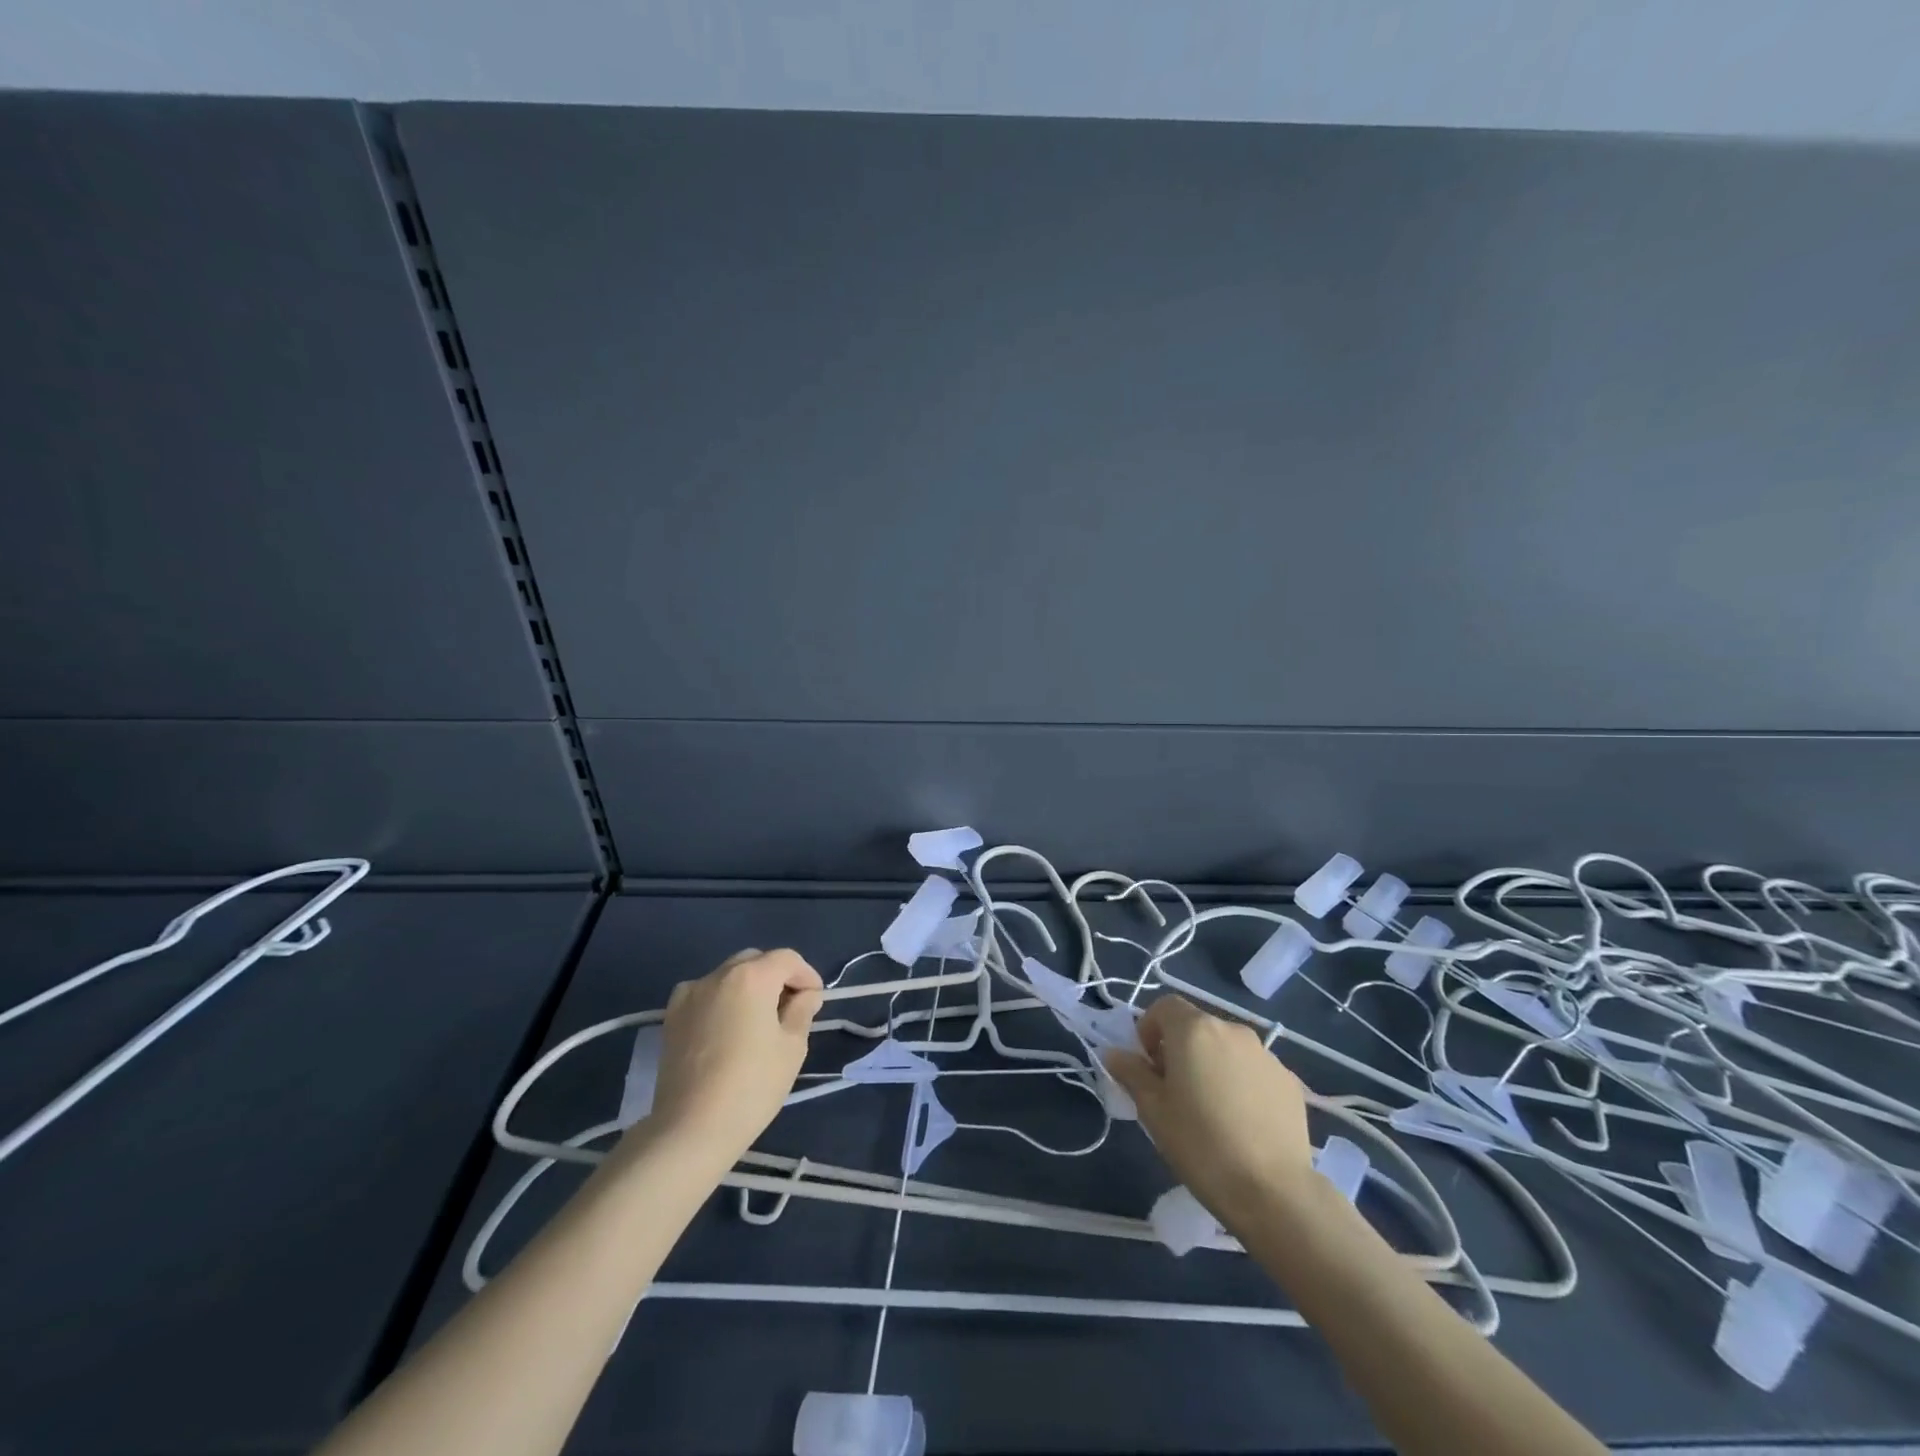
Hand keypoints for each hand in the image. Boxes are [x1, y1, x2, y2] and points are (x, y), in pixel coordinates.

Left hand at [641, 948, 823, 1164]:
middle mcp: (718, 975)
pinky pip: (705, 995)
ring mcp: (689, 994)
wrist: (690, 1130)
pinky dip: (722, 1001)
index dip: (806, 975)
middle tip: (789, 1009)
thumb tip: (806, 995)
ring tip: (757, 1022)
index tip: (814, 1001)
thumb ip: (802, 1011)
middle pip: (755, 961)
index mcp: (751, 977)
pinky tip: (727, 1031)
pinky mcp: (671, 1017)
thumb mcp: (792, 1047)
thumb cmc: (752, 1086)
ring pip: (728, 977)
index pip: (787, 959)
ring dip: (748, 988)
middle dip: (776, 978)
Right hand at [1103, 995, 1315, 1227]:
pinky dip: (1241, 1083)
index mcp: (1194, 1030)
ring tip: (1211, 1110)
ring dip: (1212, 1064)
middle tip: (1174, 1091)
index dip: (1149, 1029)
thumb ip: (1132, 1073)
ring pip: (1226, 1048)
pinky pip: (1253, 1070)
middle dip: (1180, 1048)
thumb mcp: (1153, 1110)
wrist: (1273, 1192)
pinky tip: (1242, 1123)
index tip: (1148, 1065)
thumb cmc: (1201, 1145)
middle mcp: (1232, 1030)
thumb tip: (1116, 1054)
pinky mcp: (1290, 1081)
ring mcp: (1266, 1055)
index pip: (1164, 1006)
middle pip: (1196, 1026)